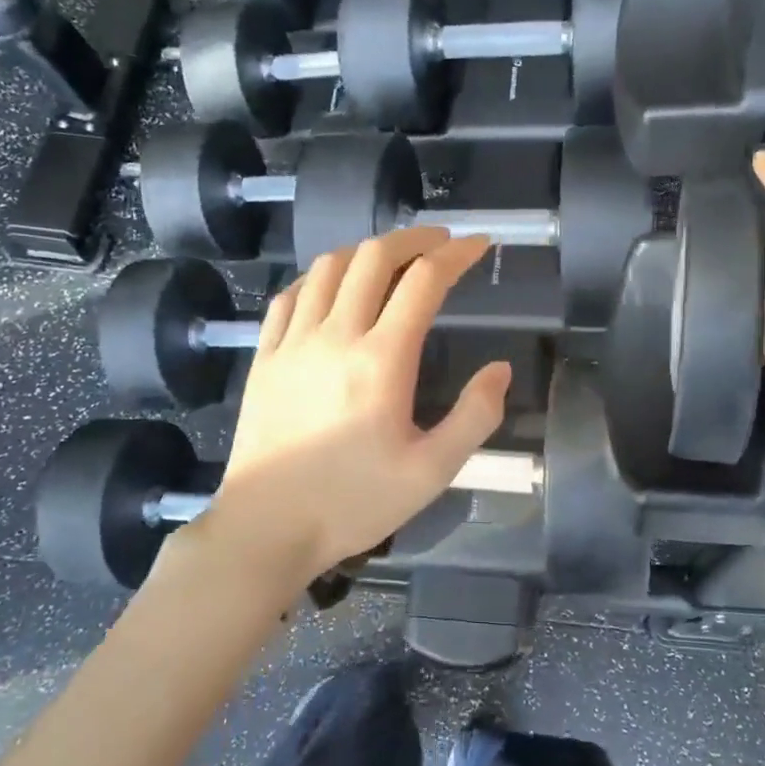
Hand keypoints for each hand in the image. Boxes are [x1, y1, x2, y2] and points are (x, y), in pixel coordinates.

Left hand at [210, 228, 511, 587]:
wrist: (267, 527)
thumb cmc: (354, 502)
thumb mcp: (432, 472)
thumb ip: (474, 417)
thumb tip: (500, 370)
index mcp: (382, 360)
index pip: (424, 282)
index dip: (457, 254)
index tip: (480, 245)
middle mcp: (335, 335)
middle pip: (373, 257)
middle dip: (413, 238)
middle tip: (439, 242)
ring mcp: (292, 342)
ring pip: (328, 267)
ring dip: (365, 251)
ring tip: (390, 261)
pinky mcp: (263, 356)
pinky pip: (289, 296)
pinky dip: (317, 278)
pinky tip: (330, 289)